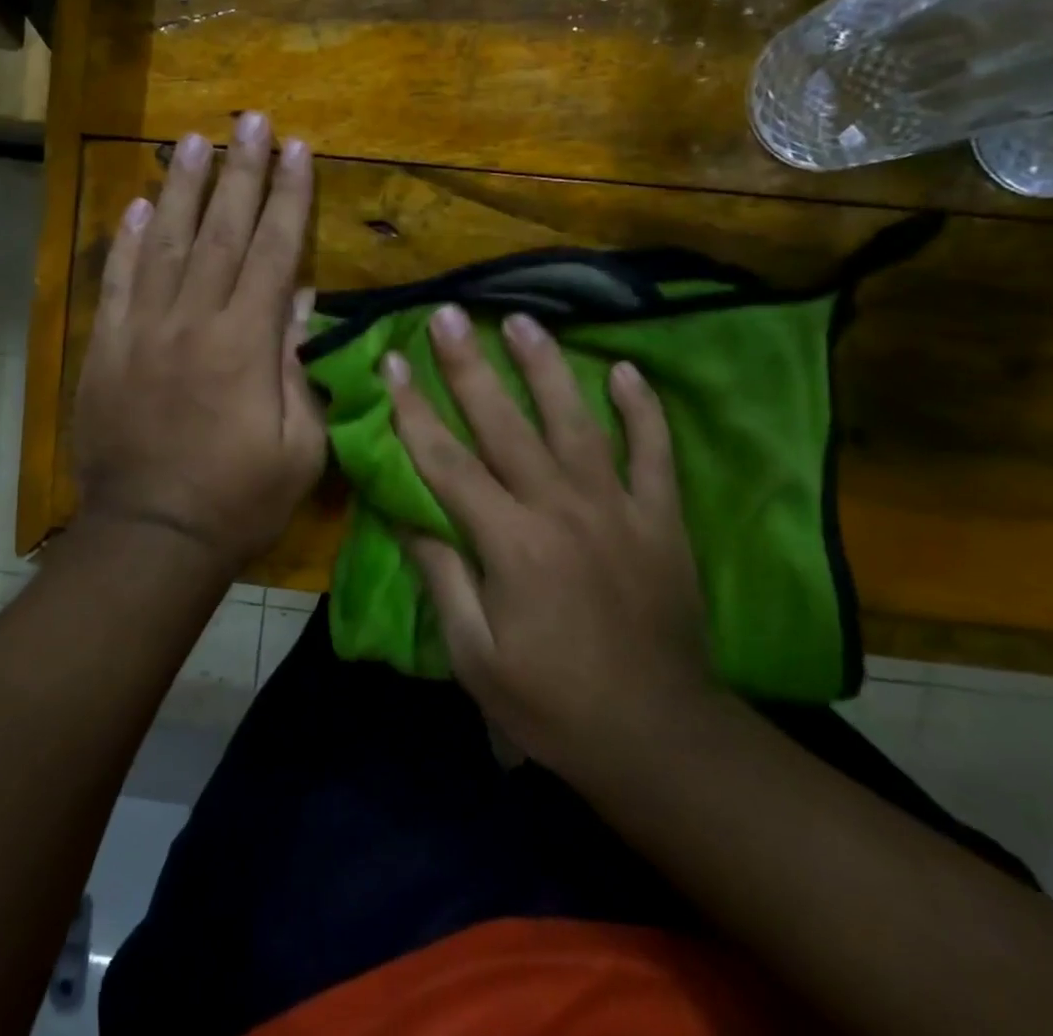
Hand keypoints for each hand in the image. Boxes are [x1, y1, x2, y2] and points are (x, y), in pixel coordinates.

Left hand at [73, 112, 326, 577]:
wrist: (151, 537)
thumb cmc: (238, 500)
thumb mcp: (299, 448)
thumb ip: (299, 371)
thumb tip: (301, 306)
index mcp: (246, 345)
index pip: (274, 253)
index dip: (288, 198)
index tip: (298, 150)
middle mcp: (193, 322)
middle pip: (222, 232)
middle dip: (241, 172)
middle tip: (251, 121)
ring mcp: (143, 331)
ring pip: (168, 244)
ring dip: (184, 189)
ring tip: (195, 140)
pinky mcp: (106, 349)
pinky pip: (118, 283)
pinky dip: (128, 242)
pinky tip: (140, 205)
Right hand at [384, 305, 713, 776]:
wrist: (659, 738)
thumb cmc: (552, 703)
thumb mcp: (474, 654)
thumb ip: (439, 574)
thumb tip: (399, 510)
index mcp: (509, 543)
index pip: (446, 460)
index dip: (413, 408)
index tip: (391, 361)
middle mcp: (560, 509)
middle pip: (504, 424)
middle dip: (469, 366)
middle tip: (448, 315)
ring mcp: (617, 508)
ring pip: (576, 421)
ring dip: (546, 367)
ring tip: (523, 321)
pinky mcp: (661, 519)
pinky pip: (653, 451)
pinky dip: (642, 409)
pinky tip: (625, 370)